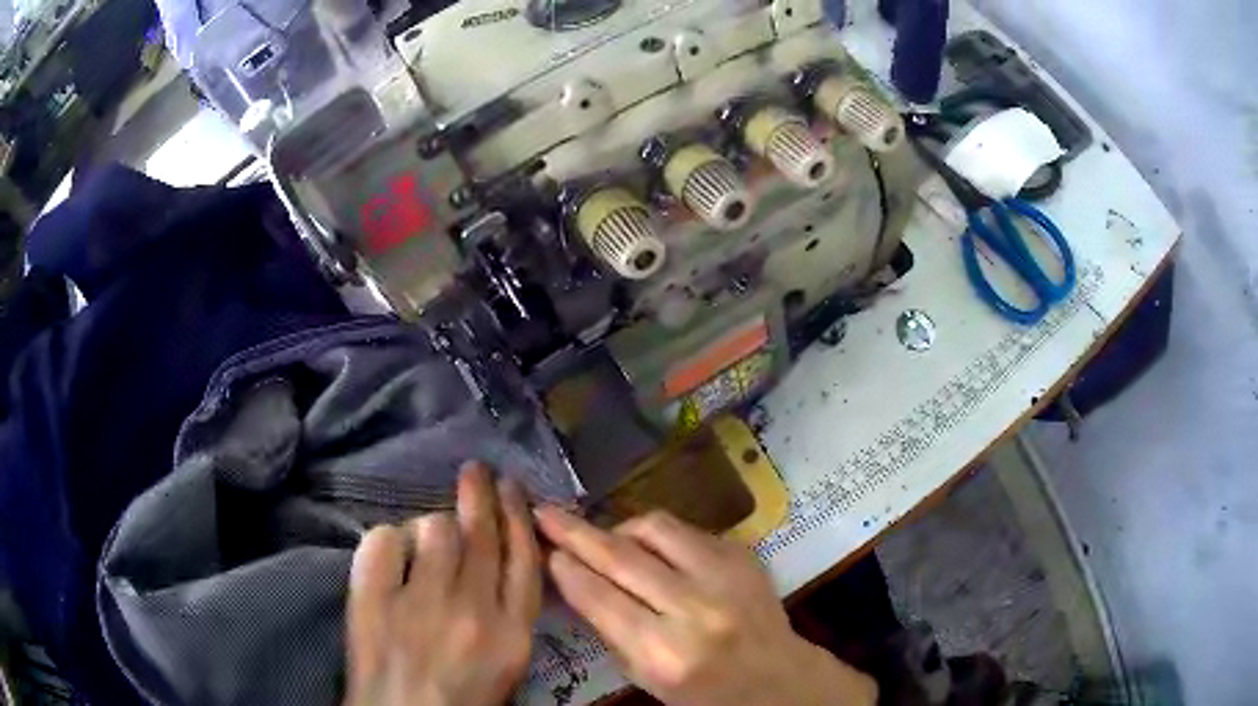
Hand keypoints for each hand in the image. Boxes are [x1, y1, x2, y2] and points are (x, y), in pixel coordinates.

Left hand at [344, 463, 541, 705]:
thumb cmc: (463, 698)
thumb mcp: (507, 662)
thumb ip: (509, 611)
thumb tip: (497, 556)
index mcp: (513, 631)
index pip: (524, 557)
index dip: (518, 515)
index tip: (512, 486)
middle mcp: (473, 609)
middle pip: (482, 534)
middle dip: (480, 493)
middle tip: (475, 470)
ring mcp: (420, 602)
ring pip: (433, 528)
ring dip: (431, 528)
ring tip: (424, 542)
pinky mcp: (373, 600)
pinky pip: (382, 541)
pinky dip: (386, 542)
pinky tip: (390, 558)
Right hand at [534, 508, 877, 705]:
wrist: (777, 678)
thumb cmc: (703, 692)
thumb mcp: (646, 677)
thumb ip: (609, 629)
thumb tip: (572, 578)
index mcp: (665, 653)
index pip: (600, 598)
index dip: (566, 568)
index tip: (542, 547)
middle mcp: (695, 609)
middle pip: (621, 557)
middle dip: (575, 532)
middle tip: (545, 512)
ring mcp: (725, 576)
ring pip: (655, 529)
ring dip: (621, 529)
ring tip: (607, 540)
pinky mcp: (743, 555)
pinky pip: (687, 531)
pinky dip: (660, 537)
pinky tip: (652, 550)